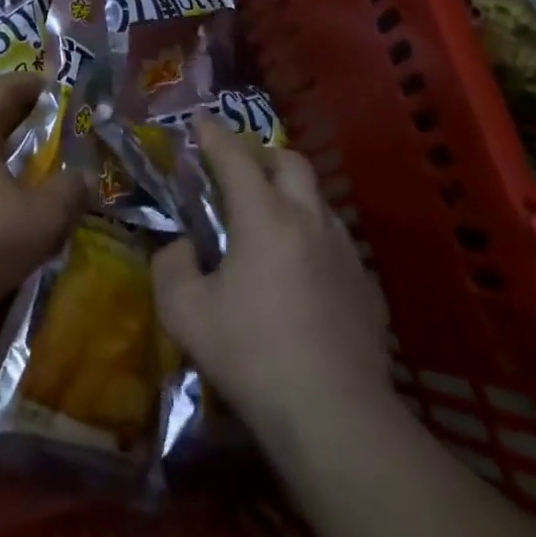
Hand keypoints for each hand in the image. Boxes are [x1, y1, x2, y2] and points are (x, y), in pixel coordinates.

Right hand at [152, 116, 392, 440]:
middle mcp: (308, 220)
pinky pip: (333, 238)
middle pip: (289, 162)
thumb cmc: (251, 354)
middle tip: (233, 170)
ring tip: (264, 218)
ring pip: (316, 199)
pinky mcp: (365, 284)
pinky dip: (308, 233)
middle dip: (259, 154)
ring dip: (288, 193)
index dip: (213, 134)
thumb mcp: (184, 311)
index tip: (198, 122)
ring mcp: (344, 251)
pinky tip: (295, 269)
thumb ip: (170, 265)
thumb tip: (181, 247)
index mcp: (264, 217)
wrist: (333, 414)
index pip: (235, 157)